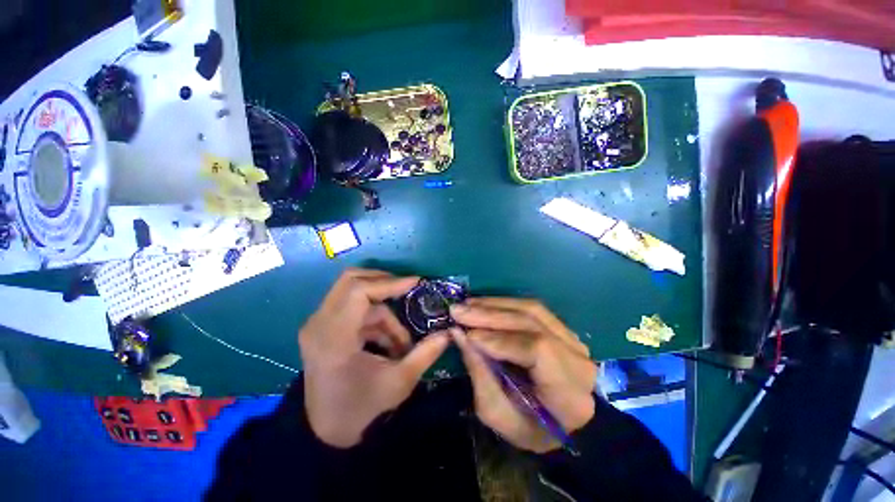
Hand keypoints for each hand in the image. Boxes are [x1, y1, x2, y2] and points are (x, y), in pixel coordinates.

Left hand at [299, 269, 449, 447]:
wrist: (325, 430)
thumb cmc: (360, 409)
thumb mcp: (399, 382)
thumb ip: (426, 354)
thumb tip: (448, 332)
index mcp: (333, 337)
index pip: (358, 291)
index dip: (389, 282)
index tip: (415, 283)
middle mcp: (319, 323)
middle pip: (351, 279)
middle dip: (384, 282)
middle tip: (408, 290)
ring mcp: (319, 323)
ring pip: (356, 294)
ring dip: (385, 311)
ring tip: (402, 342)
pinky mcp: (324, 326)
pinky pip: (356, 309)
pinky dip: (376, 320)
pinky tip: (390, 343)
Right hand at [449, 298, 597, 452]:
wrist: (561, 423)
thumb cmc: (528, 427)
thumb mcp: (498, 413)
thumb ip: (479, 373)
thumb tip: (458, 334)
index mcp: (570, 393)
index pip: (537, 351)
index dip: (500, 339)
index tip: (468, 335)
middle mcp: (577, 359)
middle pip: (532, 322)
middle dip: (490, 315)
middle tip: (457, 310)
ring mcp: (573, 340)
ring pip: (532, 309)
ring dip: (495, 304)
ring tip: (467, 304)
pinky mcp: (563, 329)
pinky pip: (533, 308)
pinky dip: (505, 304)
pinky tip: (483, 304)